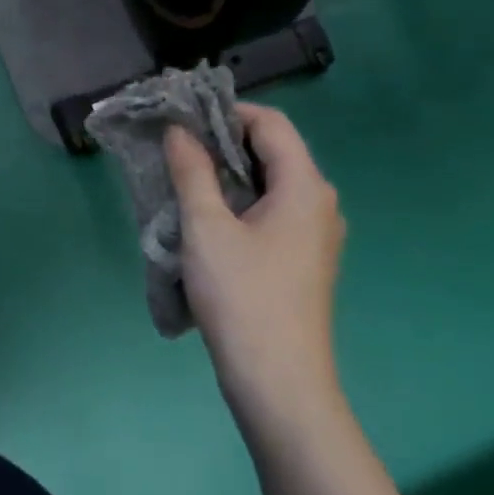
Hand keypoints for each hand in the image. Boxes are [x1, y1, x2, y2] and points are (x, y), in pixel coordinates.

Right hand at [164, 104, 346, 431]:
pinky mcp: (303, 259)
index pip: (270, 123)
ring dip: (227, 173)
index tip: (182, 119)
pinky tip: (206, 218)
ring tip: (182, 179)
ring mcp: (315, 234)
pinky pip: (271, 211)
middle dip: (222, 141)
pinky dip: (238, 201)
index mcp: (304, 186)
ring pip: (270, 183)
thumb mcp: (206, 227)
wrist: (279, 383)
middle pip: (272, 150)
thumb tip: (179, 130)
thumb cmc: (242, 297)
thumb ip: (192, 171)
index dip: (226, 112)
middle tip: (174, 147)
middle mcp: (319, 203)